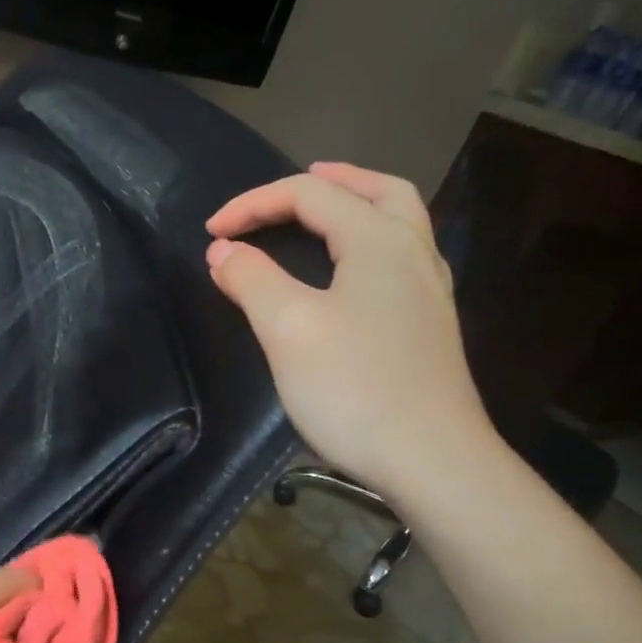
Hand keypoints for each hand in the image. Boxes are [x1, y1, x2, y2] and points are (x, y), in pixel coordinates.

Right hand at [205, 162, 493, 499]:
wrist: (431, 460)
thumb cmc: (353, 388)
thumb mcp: (287, 328)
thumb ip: (252, 279)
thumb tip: (224, 251)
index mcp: (379, 240)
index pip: (310, 196)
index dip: (254, 205)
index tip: (210, 232)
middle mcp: (413, 253)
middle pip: (377, 191)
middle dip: (329, 182)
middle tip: (291, 187)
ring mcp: (429, 291)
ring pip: (398, 222)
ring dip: (357, 205)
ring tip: (323, 214)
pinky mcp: (430, 325)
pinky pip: (400, 258)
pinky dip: (370, 242)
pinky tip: (352, 272)